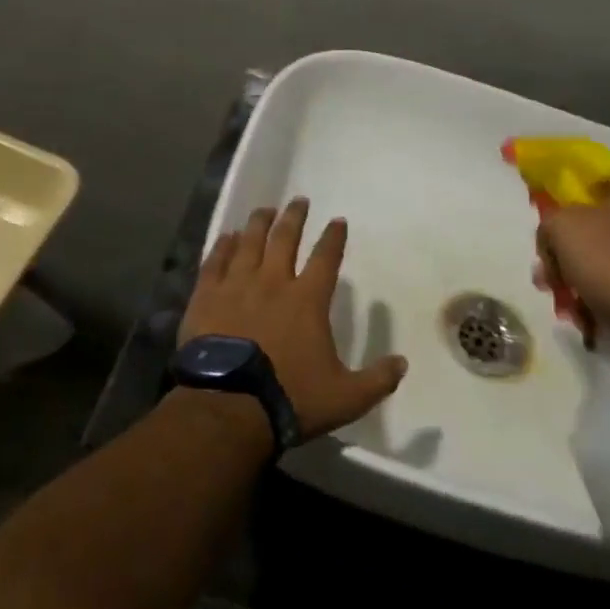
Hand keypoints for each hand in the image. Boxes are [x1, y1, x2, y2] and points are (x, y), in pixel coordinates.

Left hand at [180, 199, 407, 440]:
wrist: (228, 407)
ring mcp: (236, 286)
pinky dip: (223, 246)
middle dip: (294, 217)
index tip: (338, 220)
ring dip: (259, 223)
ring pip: (249, 243)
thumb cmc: (290, 398)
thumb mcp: (346, 397)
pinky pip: (215, 262)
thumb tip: (403, 363)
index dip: (334, 237)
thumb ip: (377, 380)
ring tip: (265, 210)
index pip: (326, 258)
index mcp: (307, 299)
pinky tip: (227, 236)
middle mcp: (273, 282)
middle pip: (285, 239)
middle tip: (298, 200)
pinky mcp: (206, 298)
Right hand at [536, 175, 609, 338]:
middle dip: (569, 257)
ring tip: (572, 310)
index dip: (562, 212)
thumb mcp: (563, 229)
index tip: (548, 243)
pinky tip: (597, 320)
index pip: (590, 188)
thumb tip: (554, 237)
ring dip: (587, 281)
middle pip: (600, 228)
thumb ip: (549, 222)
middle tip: (551, 283)